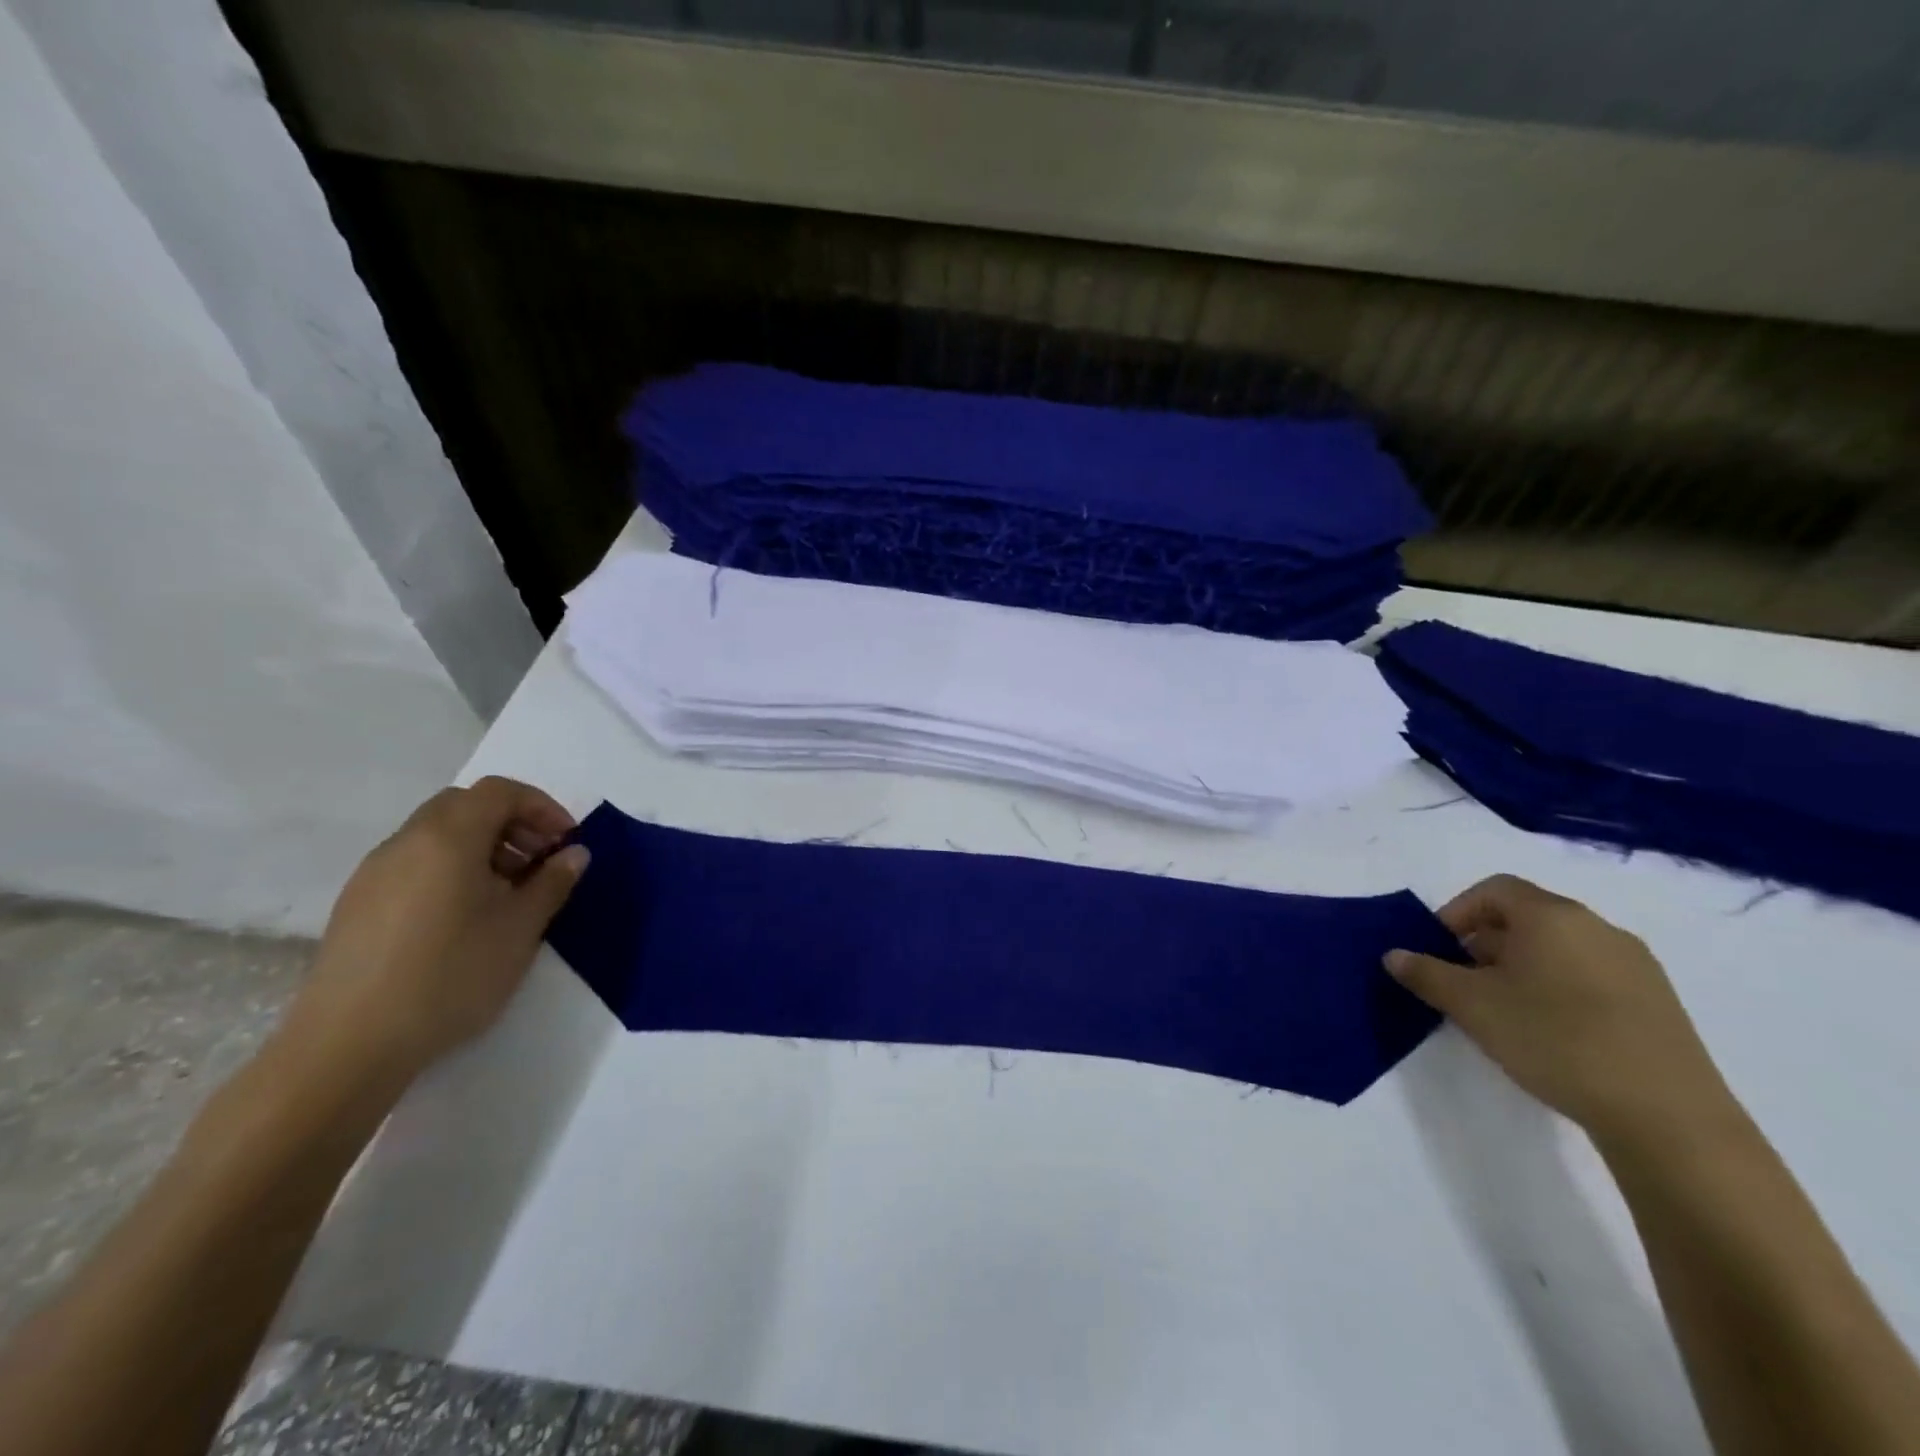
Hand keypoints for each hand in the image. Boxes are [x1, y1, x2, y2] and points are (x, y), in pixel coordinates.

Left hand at [277, 777, 589, 1088]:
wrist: (350, 1045)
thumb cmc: (451, 974)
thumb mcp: (521, 928)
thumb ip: (553, 882)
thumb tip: (574, 853)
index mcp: (447, 837)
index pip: (500, 791)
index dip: (541, 806)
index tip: (567, 841)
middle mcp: (405, 842)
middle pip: (465, 805)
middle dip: (511, 823)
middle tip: (540, 861)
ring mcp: (374, 873)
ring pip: (437, 835)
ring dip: (481, 847)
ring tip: (507, 894)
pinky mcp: (357, 905)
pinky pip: (414, 864)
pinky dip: (450, 869)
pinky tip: (464, 917)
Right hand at [1385, 874, 1732, 1143]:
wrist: (1667, 1117)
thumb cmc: (1555, 1039)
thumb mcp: (1471, 1006)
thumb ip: (1426, 974)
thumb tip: (1394, 955)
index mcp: (1552, 915)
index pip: (1493, 890)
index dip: (1457, 912)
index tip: (1438, 950)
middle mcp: (1597, 927)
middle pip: (1527, 917)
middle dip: (1485, 944)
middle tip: (1464, 984)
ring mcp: (1635, 965)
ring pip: (1560, 948)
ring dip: (1521, 967)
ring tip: (1504, 1012)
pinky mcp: (1658, 1003)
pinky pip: (1591, 976)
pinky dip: (1559, 988)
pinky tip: (1552, 1033)